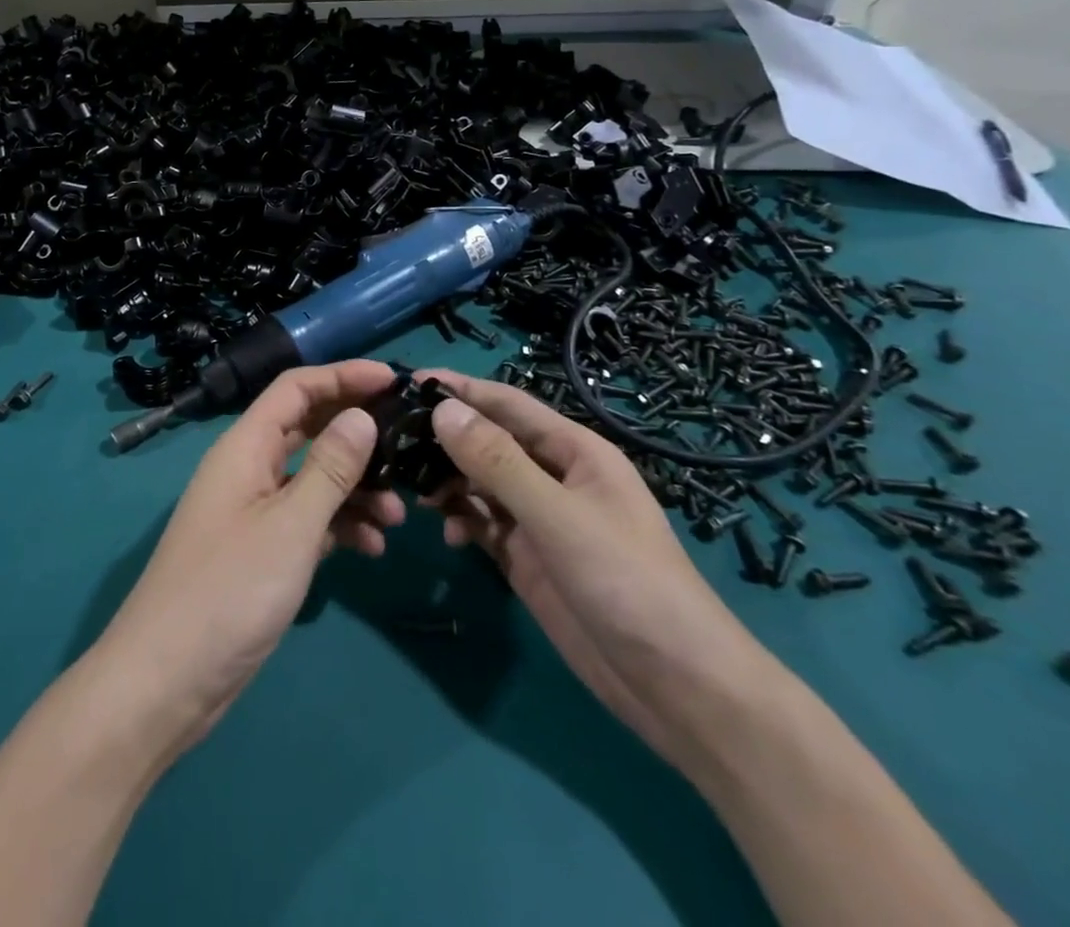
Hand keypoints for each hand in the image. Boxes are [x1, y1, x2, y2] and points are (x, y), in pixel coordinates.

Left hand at [90, 360, 401, 760]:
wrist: (166, 681)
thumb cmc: (229, 592)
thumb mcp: (290, 526)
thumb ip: (330, 468)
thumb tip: (362, 414)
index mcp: (245, 446)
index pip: (296, 388)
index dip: (343, 376)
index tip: (393, 380)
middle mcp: (248, 467)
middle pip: (308, 428)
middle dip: (357, 434)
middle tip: (407, 444)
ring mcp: (253, 510)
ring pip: (313, 477)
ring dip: (355, 488)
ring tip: (399, 516)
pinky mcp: (260, 549)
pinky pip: (307, 519)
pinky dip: (339, 525)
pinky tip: (372, 548)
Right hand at [418, 370, 783, 773]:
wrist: (677, 688)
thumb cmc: (627, 583)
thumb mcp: (558, 517)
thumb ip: (498, 463)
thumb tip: (442, 409)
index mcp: (574, 451)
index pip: (506, 404)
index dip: (460, 389)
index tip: (406, 382)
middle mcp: (553, 476)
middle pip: (488, 442)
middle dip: (445, 439)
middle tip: (392, 442)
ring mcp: (540, 520)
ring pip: (480, 483)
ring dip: (447, 483)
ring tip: (411, 492)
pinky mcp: (528, 559)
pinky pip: (483, 524)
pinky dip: (460, 522)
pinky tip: (444, 534)